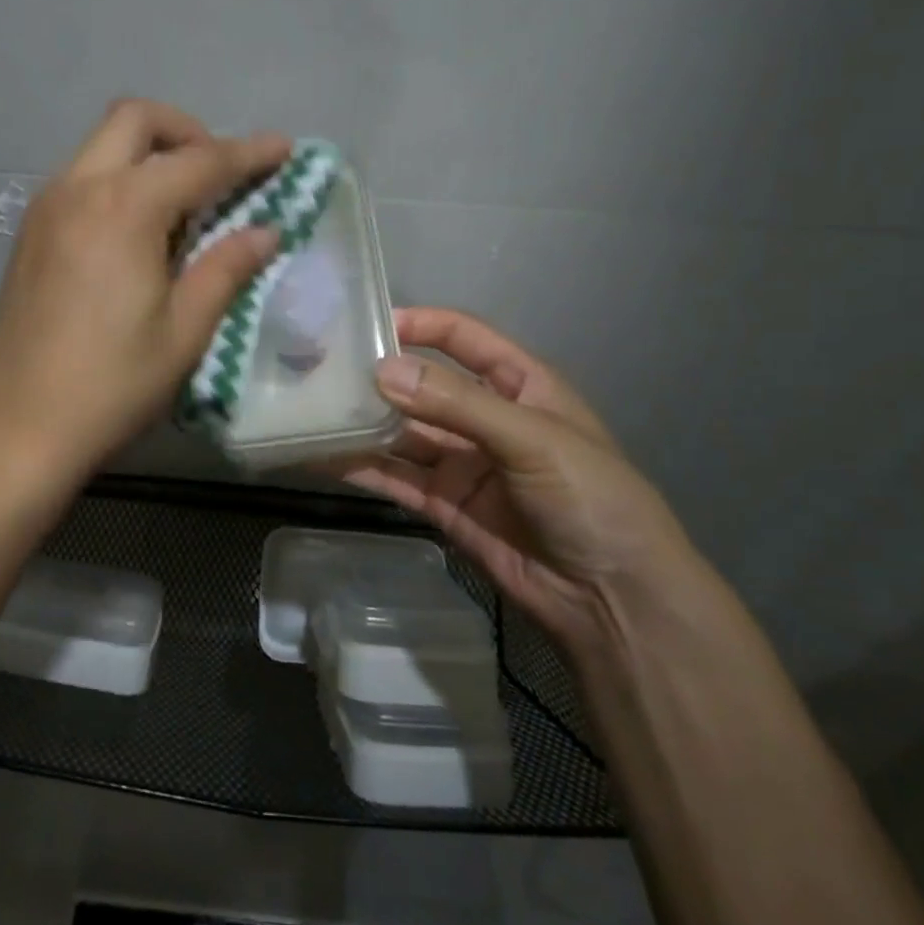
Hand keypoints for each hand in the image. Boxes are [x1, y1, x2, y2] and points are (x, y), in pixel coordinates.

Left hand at [0, 100, 290, 486]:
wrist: (18, 428)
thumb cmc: (111, 384)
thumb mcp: (184, 331)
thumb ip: (226, 269)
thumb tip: (266, 231)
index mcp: (123, 208)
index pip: (199, 162)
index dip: (248, 153)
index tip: (284, 148)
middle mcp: (78, 189)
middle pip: (135, 120)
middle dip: (187, 131)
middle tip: (220, 174)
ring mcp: (45, 208)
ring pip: (103, 146)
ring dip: (149, 154)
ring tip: (184, 206)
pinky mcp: (30, 233)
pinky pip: (81, 178)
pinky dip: (118, 180)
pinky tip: (137, 231)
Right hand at [337, 308, 700, 655]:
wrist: (615, 601)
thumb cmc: (592, 499)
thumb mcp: (533, 438)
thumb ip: (458, 404)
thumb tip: (383, 372)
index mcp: (519, 385)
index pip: (463, 338)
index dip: (420, 325)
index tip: (367, 322)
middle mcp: (484, 417)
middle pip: (422, 386)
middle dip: (376, 377)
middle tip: (319, 368)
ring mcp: (461, 462)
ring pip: (400, 433)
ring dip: (360, 423)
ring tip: (308, 408)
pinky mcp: (442, 504)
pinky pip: (394, 477)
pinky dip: (359, 466)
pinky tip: (320, 456)